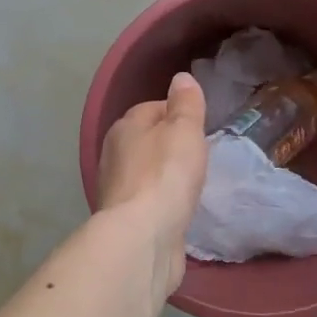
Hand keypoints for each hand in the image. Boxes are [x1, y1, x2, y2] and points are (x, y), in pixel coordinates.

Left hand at [98, 73, 208, 295]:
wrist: (143, 237)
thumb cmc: (166, 174)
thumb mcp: (184, 129)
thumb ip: (186, 103)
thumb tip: (181, 78)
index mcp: (125, 126)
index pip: (154, 107)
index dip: (179, 113)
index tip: (201, 127)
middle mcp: (114, 153)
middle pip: (148, 140)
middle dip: (171, 145)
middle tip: (200, 156)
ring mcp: (117, 188)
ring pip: (147, 171)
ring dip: (165, 175)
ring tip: (192, 183)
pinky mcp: (125, 219)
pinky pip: (148, 200)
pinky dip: (162, 201)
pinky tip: (178, 209)